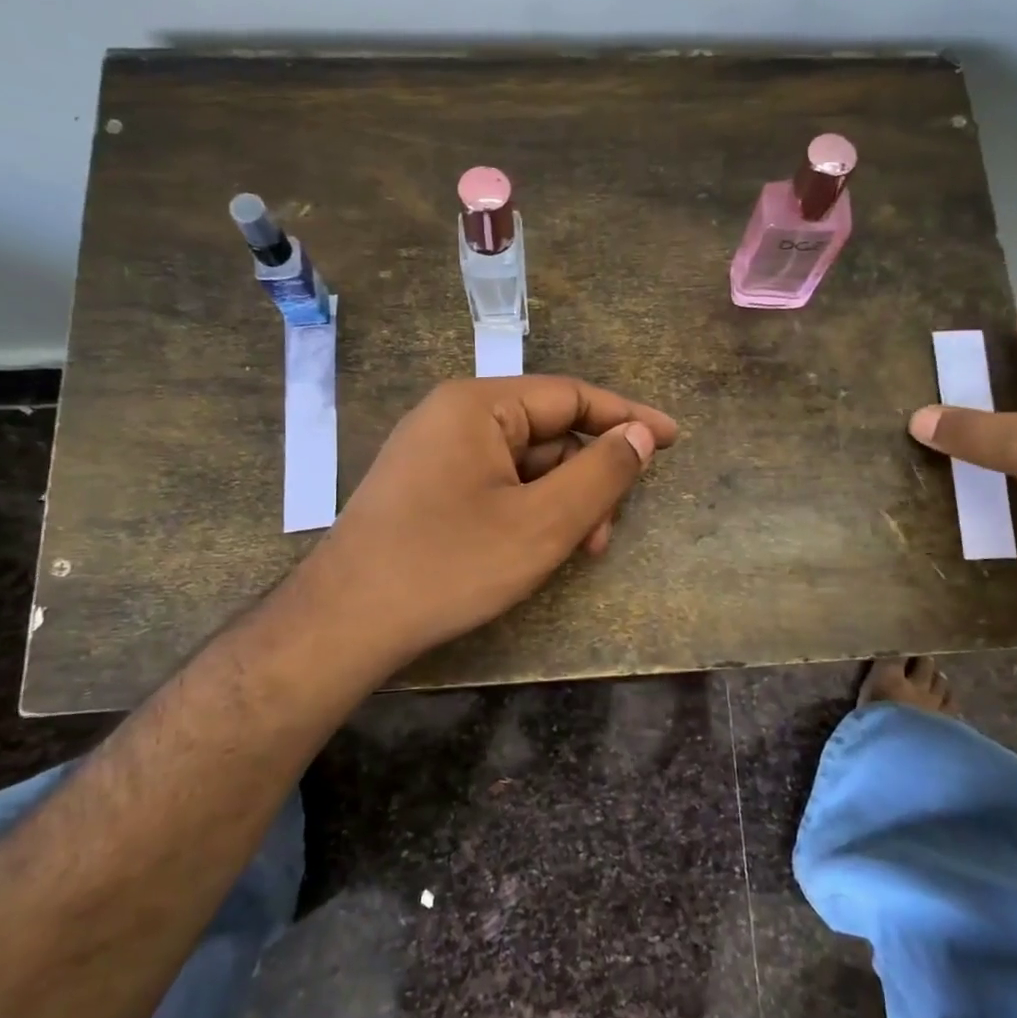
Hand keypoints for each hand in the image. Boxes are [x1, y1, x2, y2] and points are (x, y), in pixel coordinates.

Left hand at [275, 376, 677, 676]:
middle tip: (608, 531)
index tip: (671, 439)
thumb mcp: (542, 523)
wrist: (345, 621)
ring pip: (524, 464)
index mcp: (479, 405)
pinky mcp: (426, 487)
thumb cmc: (449, 565)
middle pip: (548, 432)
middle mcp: (454, 416)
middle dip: (588, 478)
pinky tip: (536, 548)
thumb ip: (601, 474)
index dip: (627, 417)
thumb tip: (641, 434)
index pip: (571, 396)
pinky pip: (495, 484)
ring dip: (560, 501)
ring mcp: (435, 452)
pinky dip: (527, 510)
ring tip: (577, 550)